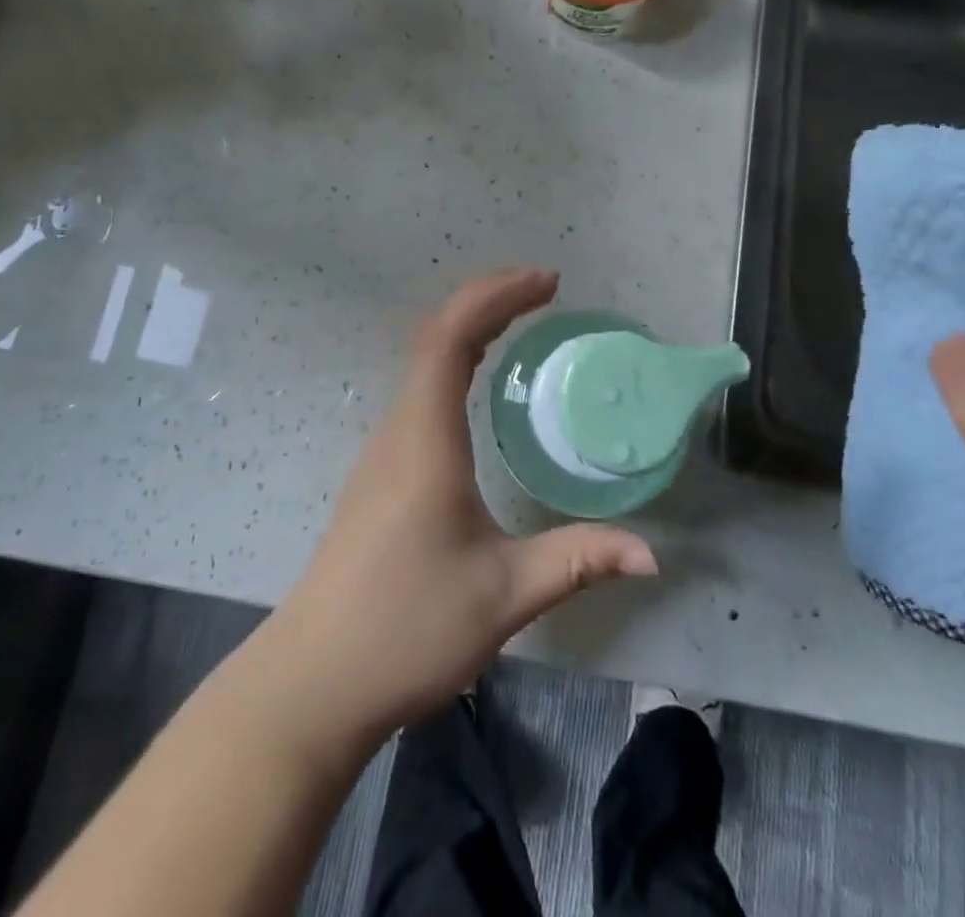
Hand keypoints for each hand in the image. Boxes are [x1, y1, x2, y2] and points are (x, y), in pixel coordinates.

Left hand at [269, 268, 656, 742]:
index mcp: (426, 439)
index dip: (496, 297)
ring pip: (423, 363)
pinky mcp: (380, 474)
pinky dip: (454, 363)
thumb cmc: (407, 628)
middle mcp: (399, 430)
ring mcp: (383, 451)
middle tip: (544, 292)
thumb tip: (650, 553)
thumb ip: (577, 561)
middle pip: (435, 336)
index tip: (547, 284)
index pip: (451, 337)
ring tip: (521, 324)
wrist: (314, 681)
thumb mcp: (504, 595)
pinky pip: (420, 393)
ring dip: (469, 329)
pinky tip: (479, 388)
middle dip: (489, 301)